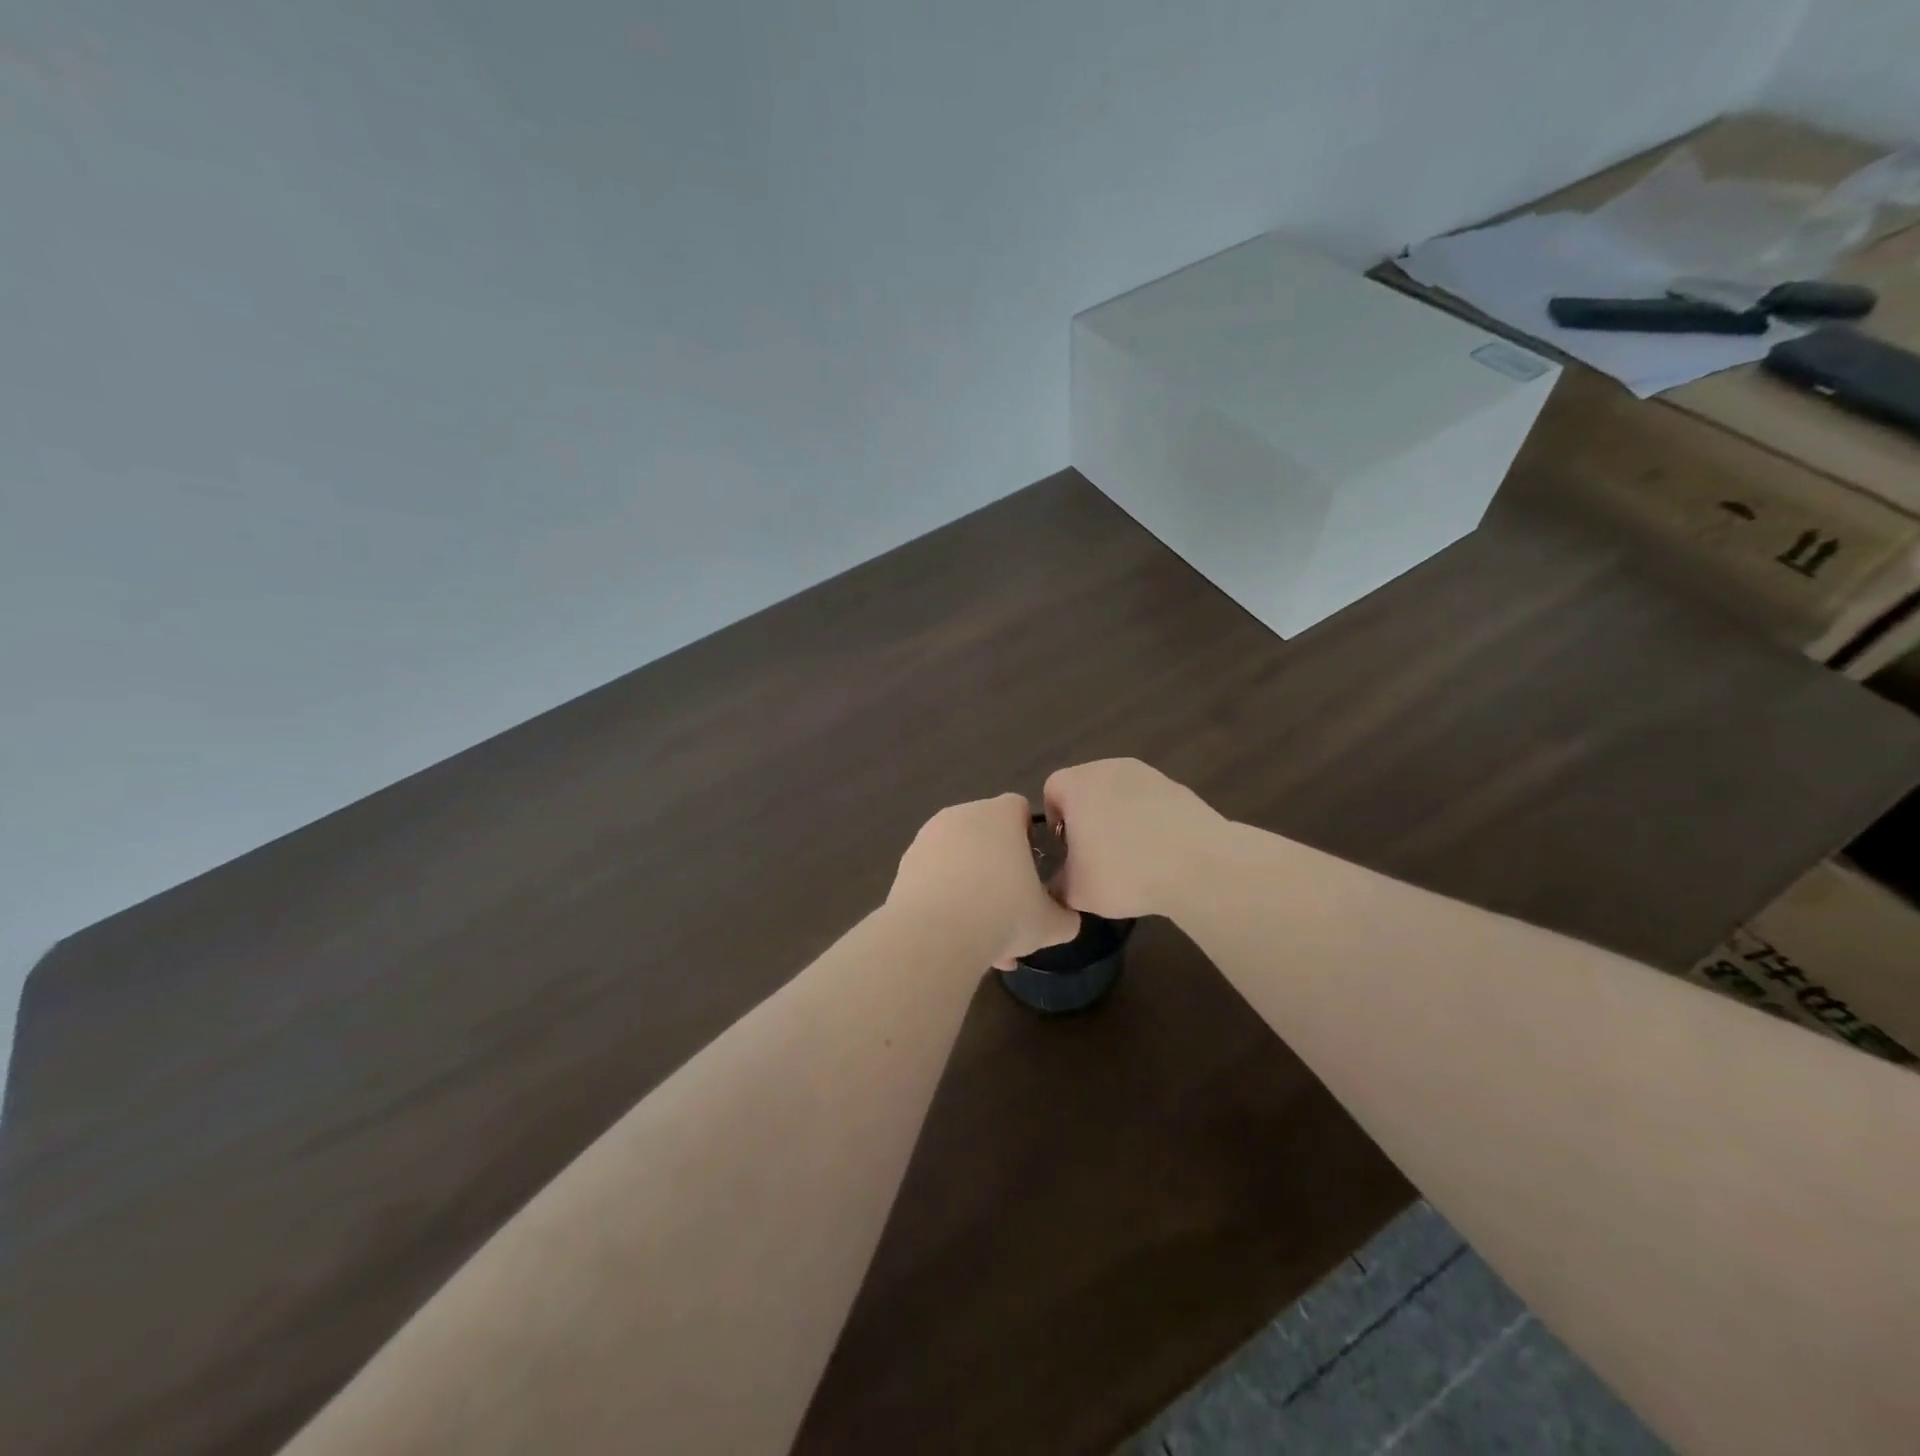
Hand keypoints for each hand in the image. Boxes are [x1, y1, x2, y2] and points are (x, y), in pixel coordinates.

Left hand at [886, 793, 1081, 970]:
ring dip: (972, 890)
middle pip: (986, 836)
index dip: (1029, 836)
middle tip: (1009, 912)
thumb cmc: (1003, 914)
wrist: (935, 935)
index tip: (1033, 870)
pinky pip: (934, 877)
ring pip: (959, 860)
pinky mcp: (905, 863)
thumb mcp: (1050, 924)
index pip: (1019, 808)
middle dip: (998, 871)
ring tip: (983, 938)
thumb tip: (1066, 920)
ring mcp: (928, 837)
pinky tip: (955, 937)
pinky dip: (945, 899)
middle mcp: (962, 815)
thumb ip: (1065, 917)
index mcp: (1000, 815)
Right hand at [1043, 759, 1224, 920]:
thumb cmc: (1125, 872)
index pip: (1052, 790)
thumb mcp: (1076, 891)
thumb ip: (1058, 883)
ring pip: (1120, 794)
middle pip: (1087, 788)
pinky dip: (1148, 821)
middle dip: (1087, 817)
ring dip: (1119, 818)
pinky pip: (1150, 802)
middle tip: (1095, 854)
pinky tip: (1158, 853)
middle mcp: (1109, 768)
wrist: (1199, 866)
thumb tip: (1061, 881)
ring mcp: (1148, 774)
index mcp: (1078, 784)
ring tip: (1130, 856)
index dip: (1054, 820)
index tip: (1066, 849)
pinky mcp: (1178, 788)